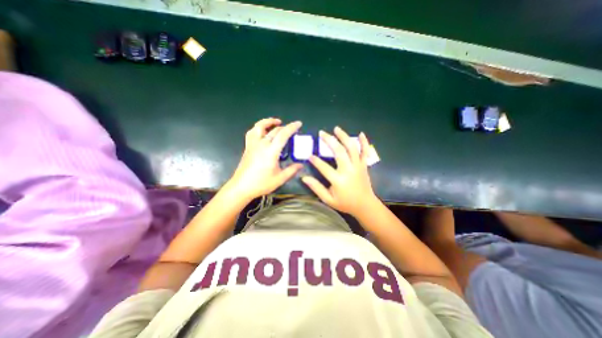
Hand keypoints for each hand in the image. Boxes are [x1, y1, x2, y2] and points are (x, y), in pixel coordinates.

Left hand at [227, 117, 303, 200]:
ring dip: (269, 122)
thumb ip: (291, 170)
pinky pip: (252, 132)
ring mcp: (253, 144)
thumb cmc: (261, 183)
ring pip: (259, 126)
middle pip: (274, 130)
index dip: (292, 127)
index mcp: (271, 151)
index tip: (299, 124)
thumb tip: (301, 165)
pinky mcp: (248, 147)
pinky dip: (258, 128)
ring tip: (276, 122)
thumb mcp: (280, 178)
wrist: (241, 187)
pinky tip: (262, 131)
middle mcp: (261, 144)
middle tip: (292, 129)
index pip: (283, 134)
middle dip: (285, 127)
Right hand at [304, 125, 377, 214]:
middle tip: (322, 133)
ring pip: (351, 148)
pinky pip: (365, 152)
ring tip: (336, 129)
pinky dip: (364, 142)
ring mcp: (358, 166)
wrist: (365, 206)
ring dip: (344, 137)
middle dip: (329, 140)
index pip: (324, 167)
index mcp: (338, 180)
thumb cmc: (345, 203)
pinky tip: (360, 134)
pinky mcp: (364, 165)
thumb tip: (304, 178)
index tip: (309, 155)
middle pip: (339, 151)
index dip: (315, 160)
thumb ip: (316, 188)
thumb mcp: (328, 199)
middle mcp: (349, 170)